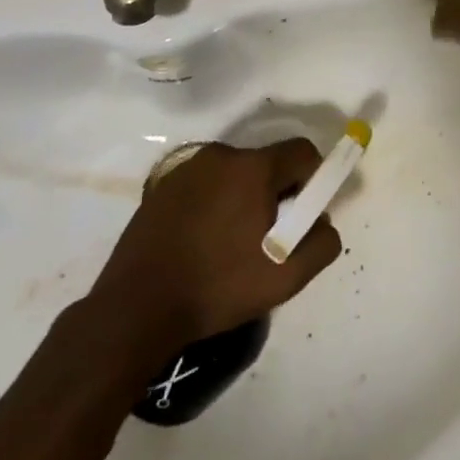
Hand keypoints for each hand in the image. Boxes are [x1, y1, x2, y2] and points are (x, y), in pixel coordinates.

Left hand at [90, 139, 341, 357]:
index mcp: (253, 167)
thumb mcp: (287, 278)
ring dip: (244, 199)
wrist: (138, 307)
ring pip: (234, 175)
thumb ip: (321, 243)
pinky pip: (205, 185)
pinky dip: (214, 204)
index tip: (304, 215)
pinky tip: (202, 243)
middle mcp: (220, 155)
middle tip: (269, 238)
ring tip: (232, 245)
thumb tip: (322, 222)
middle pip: (267, 163)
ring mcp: (187, 168)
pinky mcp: (162, 186)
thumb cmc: (218, 287)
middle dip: (277, 193)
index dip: (314, 179)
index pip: (302, 152)